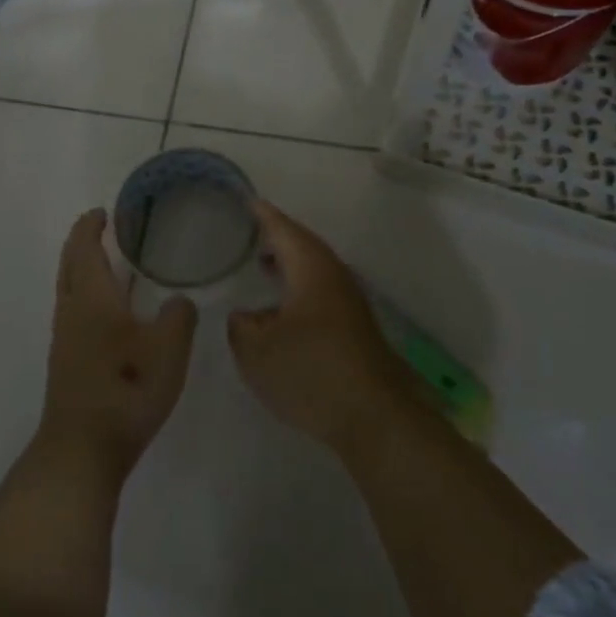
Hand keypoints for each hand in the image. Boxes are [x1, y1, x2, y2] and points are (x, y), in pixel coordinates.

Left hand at [38, 209, 196, 481]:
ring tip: (112, 265)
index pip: (84, 248)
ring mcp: (65, 339)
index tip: (103, 212)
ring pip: (70, 289)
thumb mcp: (168, 349)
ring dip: (84, 269)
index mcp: (92, 298)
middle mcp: (71, 311)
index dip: (91, 226)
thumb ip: (179, 316)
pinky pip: (75, 311)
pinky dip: (88, 294)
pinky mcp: (68, 362)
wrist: (82, 449)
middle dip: (82, 243)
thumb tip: (179, 301)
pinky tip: (113, 312)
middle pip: (69, 265)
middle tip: (104, 230)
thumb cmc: (126, 389)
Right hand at [227, 201, 415, 455]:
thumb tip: (244, 316)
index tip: (248, 201)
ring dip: (290, 264)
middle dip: (278, 237)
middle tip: (252, 231)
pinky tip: (284, 310)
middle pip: (304, 246)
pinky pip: (320, 292)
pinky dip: (299, 288)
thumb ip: (242, 327)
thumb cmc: (311, 372)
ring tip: (263, 264)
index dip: (264, 215)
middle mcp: (334, 277)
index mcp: (311, 269)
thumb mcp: (257, 351)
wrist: (373, 415)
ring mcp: (349, 302)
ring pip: (314, 270)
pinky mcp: (355, 328)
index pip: (284, 230)